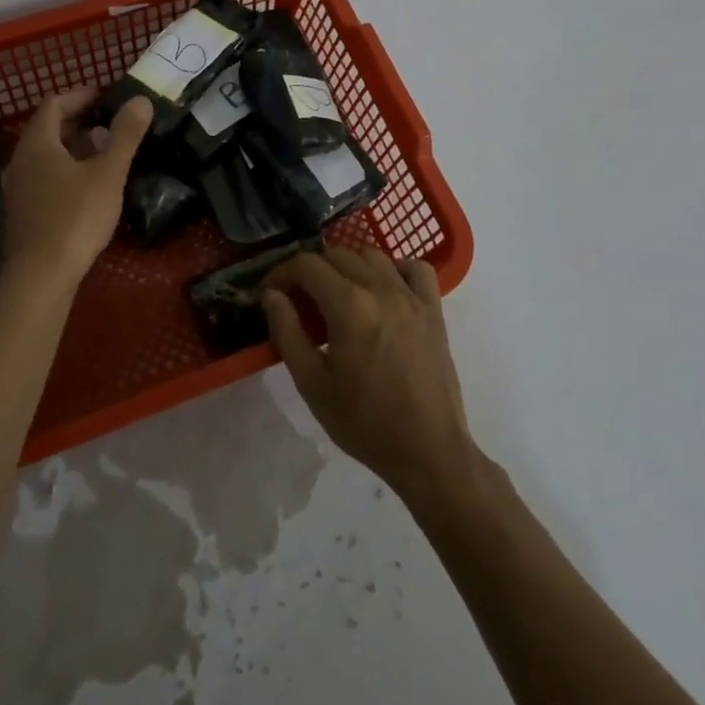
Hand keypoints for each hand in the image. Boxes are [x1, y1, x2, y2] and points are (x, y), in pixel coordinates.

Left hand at [1, 87, 151, 286]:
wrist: (40, 275)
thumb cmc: (75, 217)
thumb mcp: (107, 174)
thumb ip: (125, 135)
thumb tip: (140, 100)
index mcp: (37, 144)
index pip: (53, 104)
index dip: (78, 96)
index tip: (103, 95)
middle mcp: (21, 161)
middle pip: (48, 130)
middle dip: (78, 122)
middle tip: (109, 123)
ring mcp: (18, 188)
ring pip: (46, 156)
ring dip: (73, 148)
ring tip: (104, 152)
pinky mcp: (23, 212)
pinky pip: (44, 178)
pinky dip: (66, 170)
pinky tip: (88, 186)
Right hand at [263, 247, 477, 504]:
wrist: (427, 450)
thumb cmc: (364, 421)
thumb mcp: (311, 383)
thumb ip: (287, 332)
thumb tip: (271, 295)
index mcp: (349, 305)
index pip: (307, 265)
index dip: (282, 272)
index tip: (271, 291)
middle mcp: (381, 289)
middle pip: (338, 254)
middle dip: (311, 270)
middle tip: (299, 298)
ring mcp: (412, 296)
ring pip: (373, 255)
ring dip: (348, 266)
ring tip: (337, 295)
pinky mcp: (434, 310)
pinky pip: (416, 269)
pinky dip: (395, 269)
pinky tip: (384, 290)